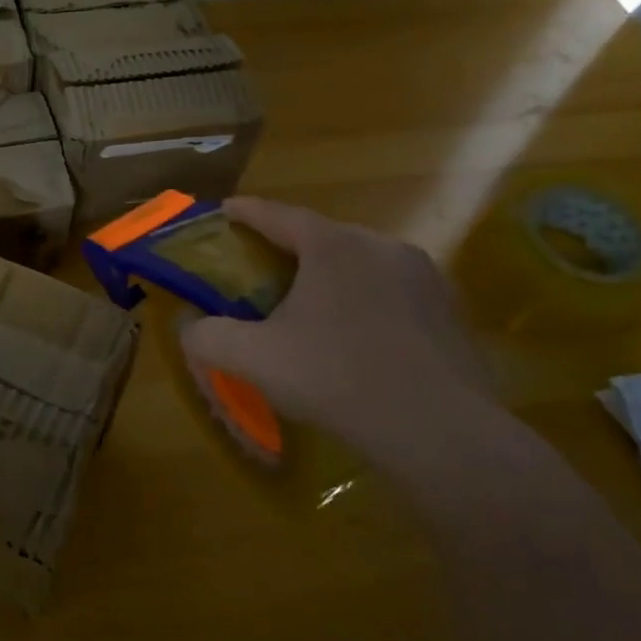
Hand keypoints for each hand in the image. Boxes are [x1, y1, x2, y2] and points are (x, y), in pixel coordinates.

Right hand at [179, 198, 498, 465]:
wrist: (438, 430)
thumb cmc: (336, 378)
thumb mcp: (254, 359)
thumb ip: (208, 337)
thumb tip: (190, 329)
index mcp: (333, 246)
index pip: (278, 214)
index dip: (246, 212)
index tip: (224, 211)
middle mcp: (381, 246)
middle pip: (323, 237)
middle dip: (289, 248)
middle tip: (263, 271)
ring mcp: (424, 276)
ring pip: (362, 264)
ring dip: (331, 277)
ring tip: (311, 306)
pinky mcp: (450, 309)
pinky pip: (393, 292)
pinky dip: (366, 302)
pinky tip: (358, 338)